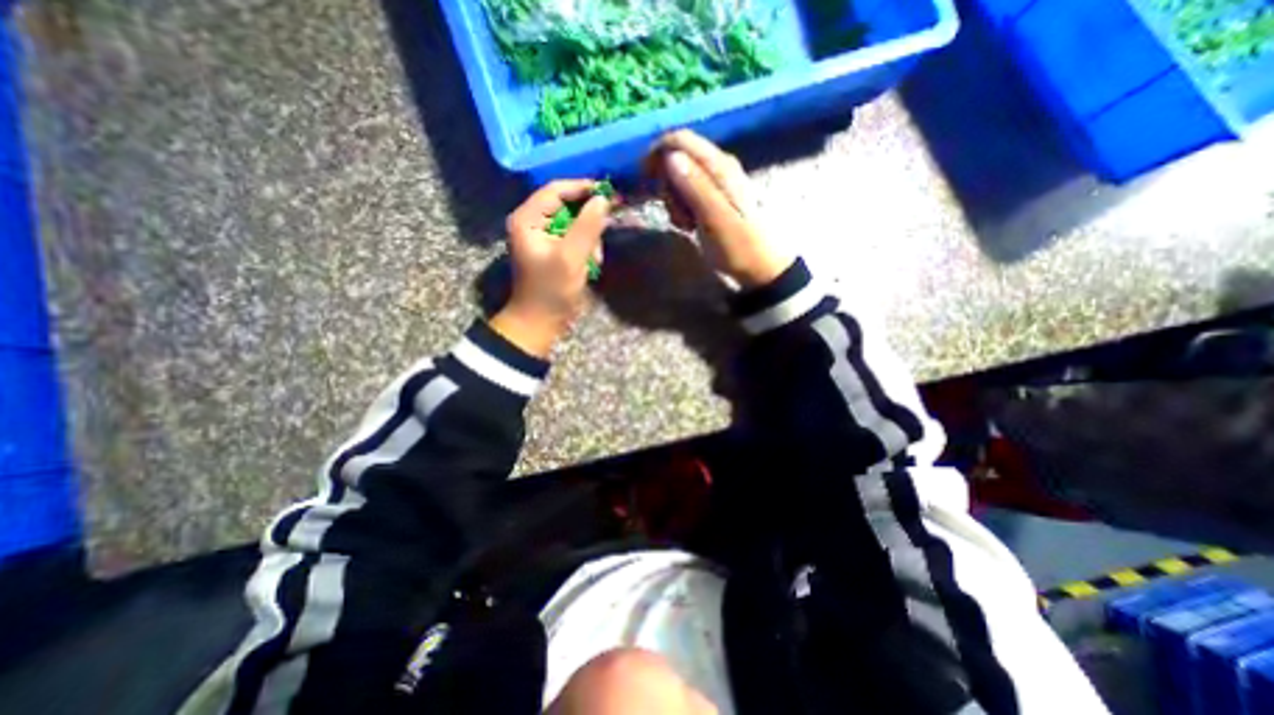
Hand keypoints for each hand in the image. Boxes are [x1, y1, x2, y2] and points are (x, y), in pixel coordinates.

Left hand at [489, 178, 607, 356]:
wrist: (541, 322)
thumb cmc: (552, 290)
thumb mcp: (571, 257)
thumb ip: (587, 226)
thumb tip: (603, 199)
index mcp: (528, 219)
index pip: (556, 190)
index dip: (583, 188)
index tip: (609, 192)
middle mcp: (532, 222)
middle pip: (566, 205)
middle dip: (588, 220)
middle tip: (607, 227)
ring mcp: (542, 236)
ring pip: (574, 222)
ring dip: (589, 238)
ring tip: (594, 259)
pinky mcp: (553, 248)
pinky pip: (574, 237)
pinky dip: (586, 248)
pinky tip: (590, 263)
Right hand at [648, 130, 786, 290]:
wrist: (760, 267)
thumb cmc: (739, 246)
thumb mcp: (716, 219)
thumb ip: (695, 187)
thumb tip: (671, 157)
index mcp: (719, 167)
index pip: (681, 140)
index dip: (658, 152)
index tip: (644, 177)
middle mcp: (716, 168)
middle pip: (676, 160)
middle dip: (666, 185)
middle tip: (675, 212)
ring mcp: (713, 184)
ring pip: (678, 180)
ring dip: (673, 201)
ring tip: (685, 224)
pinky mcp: (710, 200)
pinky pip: (684, 196)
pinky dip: (680, 210)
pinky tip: (689, 227)